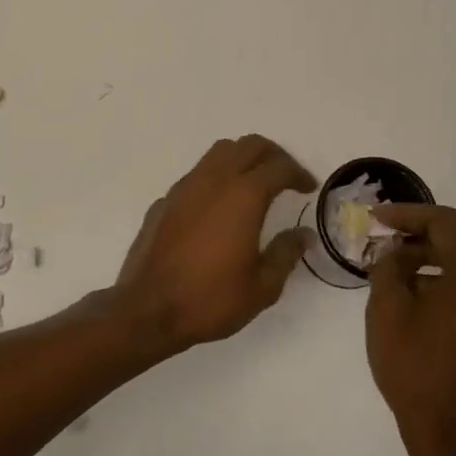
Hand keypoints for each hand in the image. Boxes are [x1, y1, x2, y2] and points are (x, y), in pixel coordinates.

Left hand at [114, 135, 317, 347]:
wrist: (147, 310)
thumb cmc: (210, 299)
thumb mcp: (262, 286)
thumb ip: (286, 253)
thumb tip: (303, 234)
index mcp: (243, 196)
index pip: (279, 167)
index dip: (299, 173)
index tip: (308, 187)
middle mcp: (214, 180)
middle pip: (249, 145)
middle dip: (273, 155)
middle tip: (286, 176)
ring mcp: (184, 187)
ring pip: (219, 152)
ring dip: (242, 159)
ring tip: (253, 184)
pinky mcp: (164, 201)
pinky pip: (196, 175)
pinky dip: (215, 179)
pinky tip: (217, 208)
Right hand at [366, 204, 455, 455]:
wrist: (452, 433)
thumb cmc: (414, 370)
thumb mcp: (387, 310)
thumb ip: (390, 266)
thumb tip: (396, 250)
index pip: (448, 223)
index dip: (410, 215)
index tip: (377, 217)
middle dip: (431, 223)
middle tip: (395, 231)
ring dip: (443, 245)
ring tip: (401, 257)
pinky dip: (455, 267)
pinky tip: (421, 283)